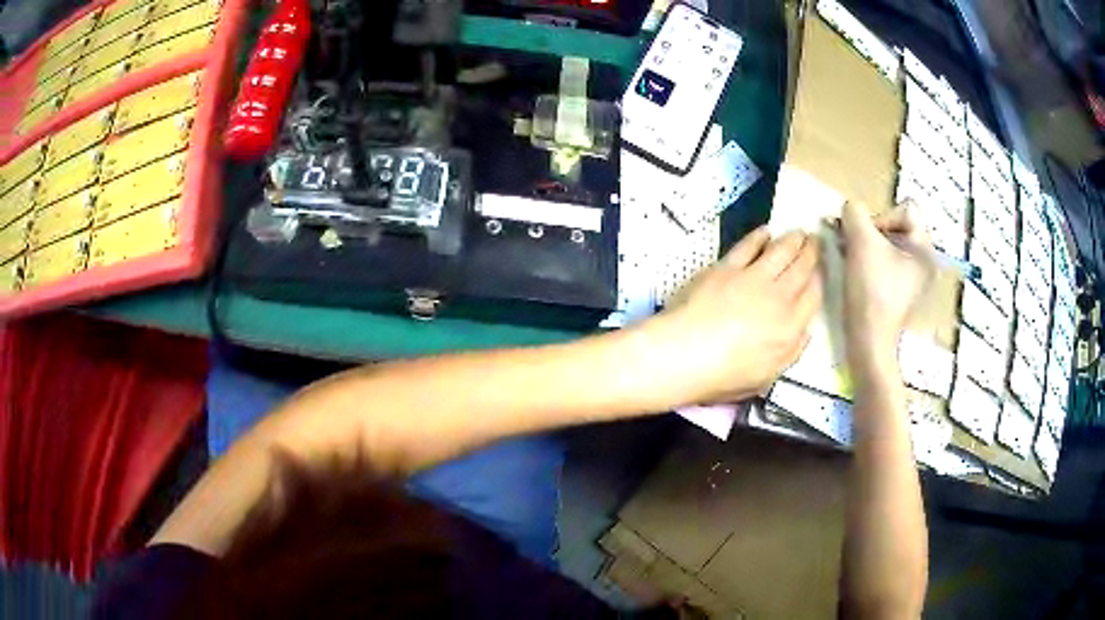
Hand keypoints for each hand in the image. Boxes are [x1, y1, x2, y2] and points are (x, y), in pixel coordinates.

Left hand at [646, 227, 821, 404]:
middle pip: (802, 269)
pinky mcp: (727, 267)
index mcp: (790, 328)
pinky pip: (749, 245)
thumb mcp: (766, 377)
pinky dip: (759, 237)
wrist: (685, 353)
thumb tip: (806, 331)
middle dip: (811, 253)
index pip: (813, 296)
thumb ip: (791, 353)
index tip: (821, 269)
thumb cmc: (724, 376)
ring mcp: (753, 278)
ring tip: (799, 232)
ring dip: (792, 239)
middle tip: (816, 239)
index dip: (819, 279)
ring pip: (781, 251)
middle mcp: (779, 298)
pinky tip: (765, 231)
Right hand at [840, 201, 933, 366]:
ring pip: (888, 242)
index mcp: (925, 248)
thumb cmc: (871, 291)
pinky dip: (870, 260)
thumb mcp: (861, 242)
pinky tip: (857, 271)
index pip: (905, 209)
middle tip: (855, 247)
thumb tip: (849, 209)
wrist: (868, 341)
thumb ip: (854, 213)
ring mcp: (913, 277)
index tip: (867, 240)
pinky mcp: (900, 290)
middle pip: (897, 225)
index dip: (882, 217)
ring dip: (867, 245)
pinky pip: (886, 260)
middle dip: (872, 231)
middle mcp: (925, 260)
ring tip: (852, 258)